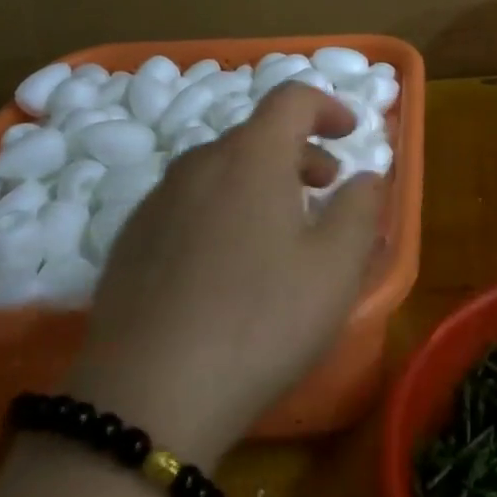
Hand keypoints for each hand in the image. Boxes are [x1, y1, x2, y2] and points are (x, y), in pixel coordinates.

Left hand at [65, 84, 384, 465]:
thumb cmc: (259, 322)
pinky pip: (188, 203)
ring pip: (220, 169)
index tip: (349, 132)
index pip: (292, 97)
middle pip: (257, 134)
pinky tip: (225, 266)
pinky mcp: (130, 239)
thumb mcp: (334, 269)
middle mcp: (200, 162)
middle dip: (298, 151)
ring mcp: (158, 199)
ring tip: (279, 231)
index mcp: (252, 155)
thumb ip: (359, 209)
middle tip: (324, 188)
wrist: (145, 399)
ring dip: (259, 181)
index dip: (327, 105)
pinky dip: (221, 210)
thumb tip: (366, 176)